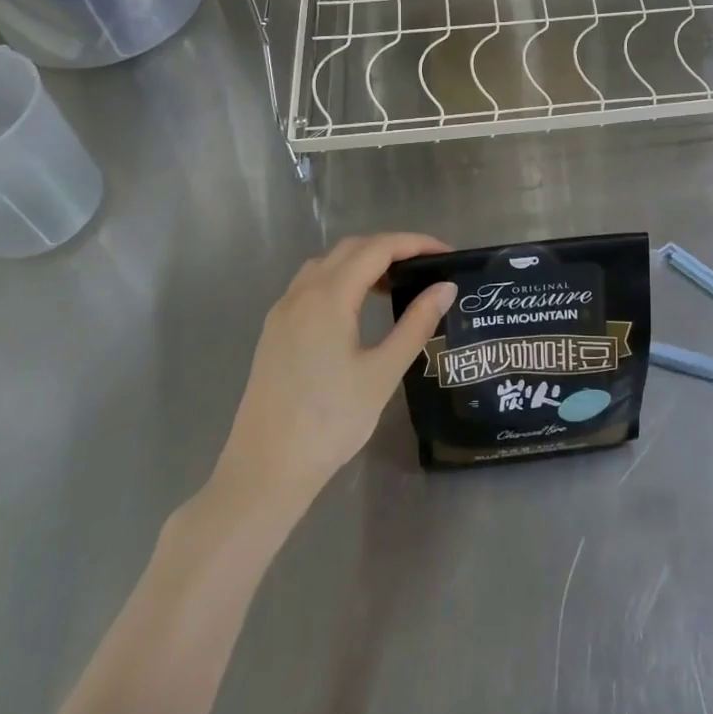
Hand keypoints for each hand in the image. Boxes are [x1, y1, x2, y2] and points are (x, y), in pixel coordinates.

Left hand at [215, 233, 454, 507]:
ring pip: (327, 263)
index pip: (377, 248)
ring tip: (396, 285)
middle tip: (427, 267)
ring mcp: (283, 311)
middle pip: (351, 248)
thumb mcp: (383, 373)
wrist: (266, 470)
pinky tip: (358, 307)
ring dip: (364, 261)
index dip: (415, 243)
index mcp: (328, 296)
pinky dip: (341, 279)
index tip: (446, 254)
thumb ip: (416, 324)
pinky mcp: (274, 330)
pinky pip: (311, 285)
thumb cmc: (330, 422)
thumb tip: (446, 288)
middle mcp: (301, 292)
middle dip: (391, 247)